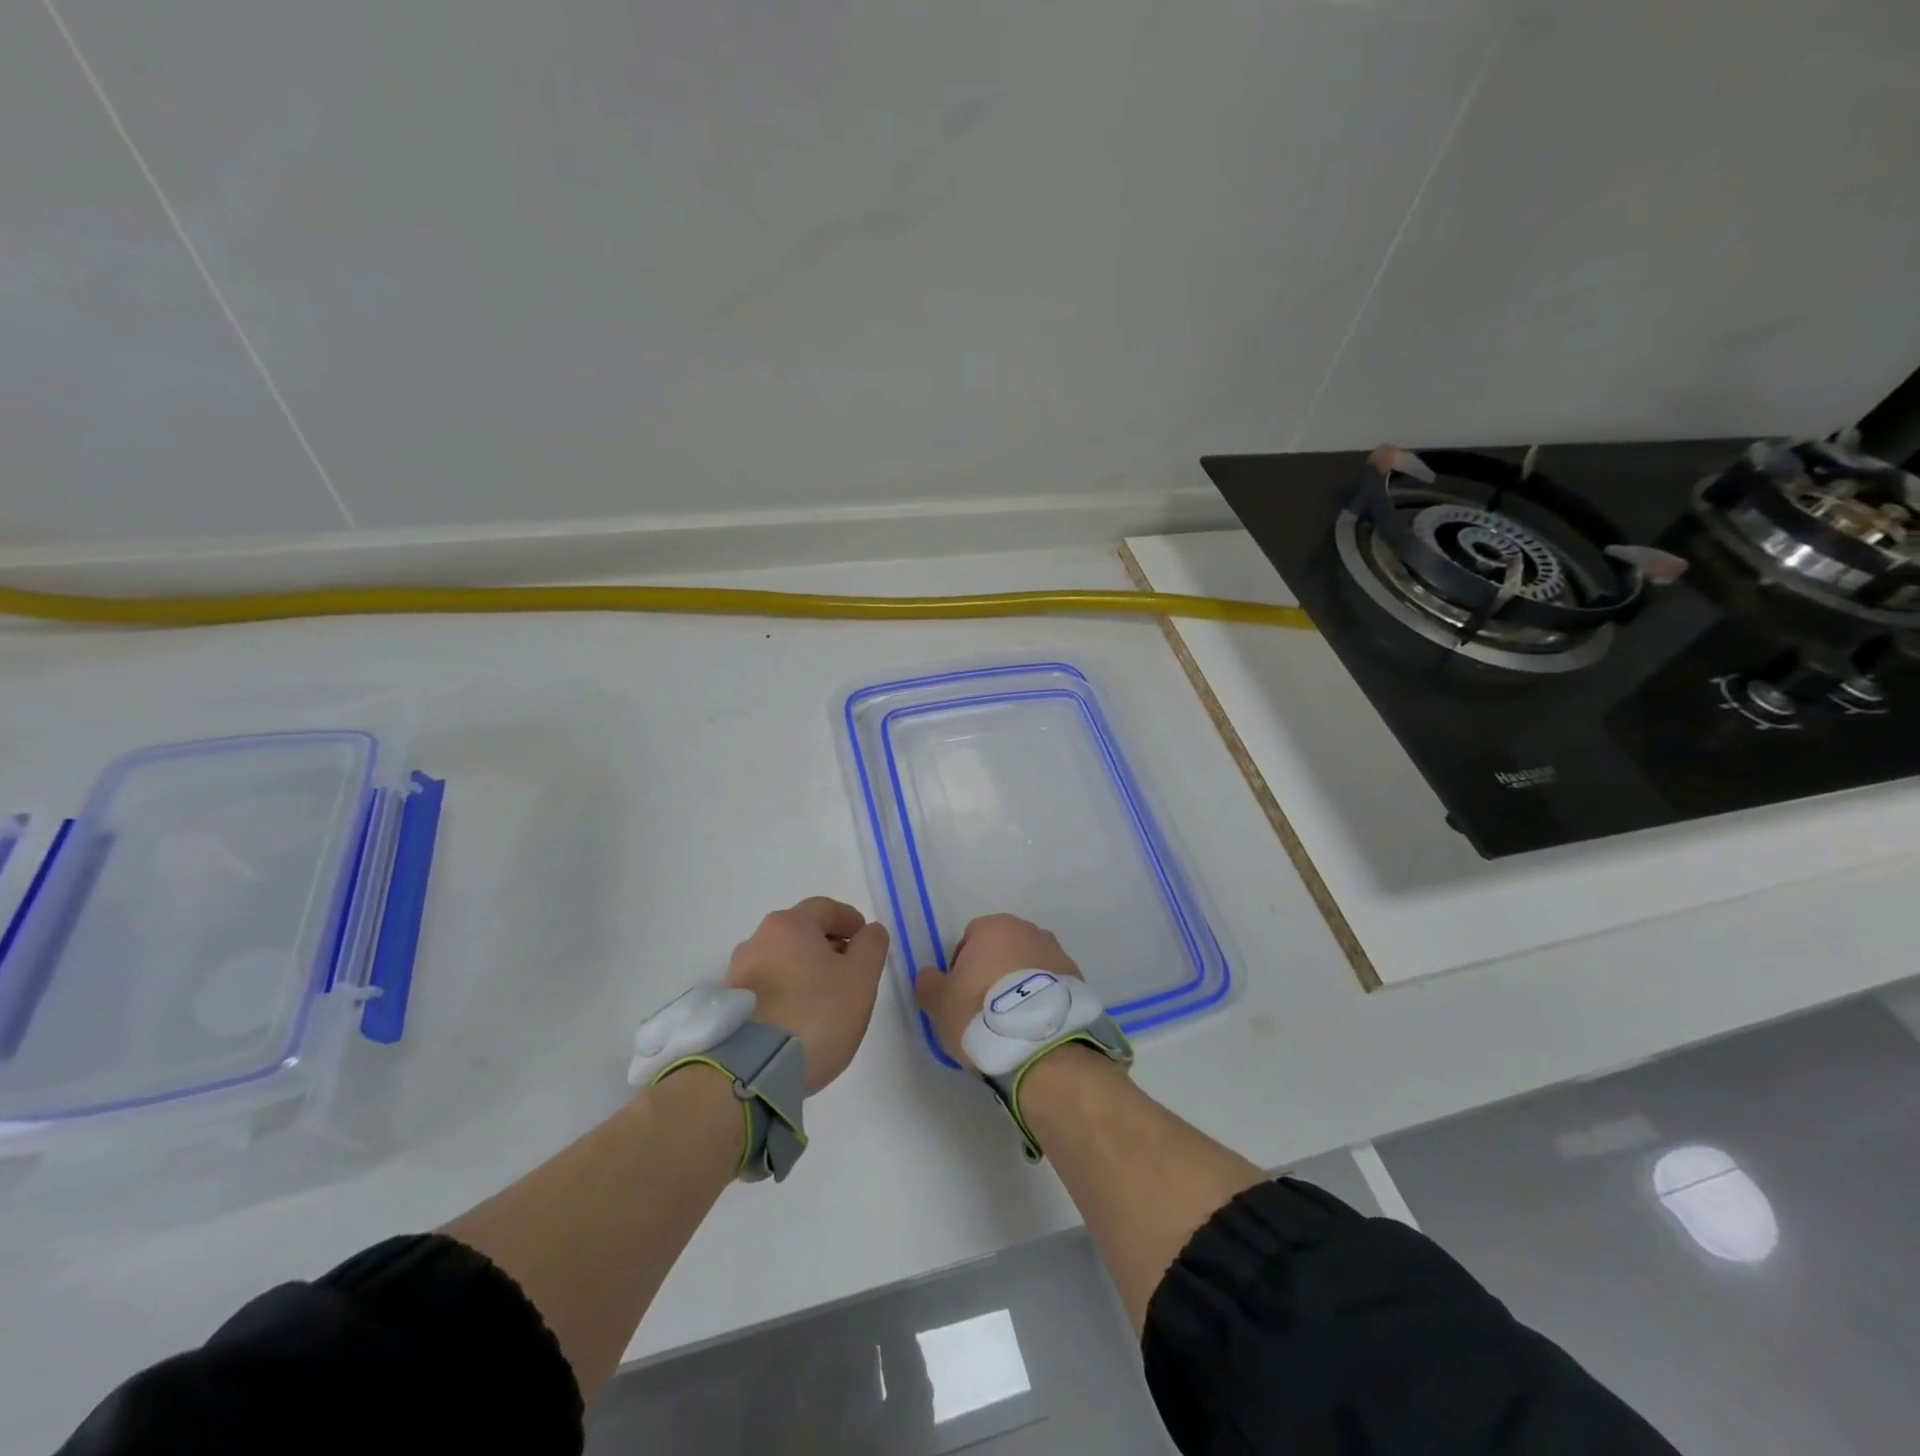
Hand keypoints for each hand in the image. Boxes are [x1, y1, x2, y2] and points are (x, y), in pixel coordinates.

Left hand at [722, 897, 888, 1093]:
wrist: (748, 1071)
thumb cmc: (814, 1014)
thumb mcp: (860, 979)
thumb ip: (871, 947)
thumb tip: (869, 931)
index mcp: (790, 925)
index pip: (825, 908)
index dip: (849, 919)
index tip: (863, 938)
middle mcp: (757, 940)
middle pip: (800, 933)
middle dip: (826, 945)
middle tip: (848, 970)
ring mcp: (737, 974)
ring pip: (780, 960)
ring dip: (803, 971)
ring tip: (823, 999)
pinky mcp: (727, 1007)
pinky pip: (765, 988)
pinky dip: (785, 993)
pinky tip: (797, 1019)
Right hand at [914, 913, 1083, 1070]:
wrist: (1041, 1043)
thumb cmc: (981, 1012)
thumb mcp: (939, 1002)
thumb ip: (929, 984)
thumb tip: (929, 977)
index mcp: (994, 927)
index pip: (969, 940)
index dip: (961, 969)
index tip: (960, 997)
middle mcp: (1028, 931)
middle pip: (1001, 951)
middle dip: (992, 974)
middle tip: (984, 1011)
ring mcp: (1057, 953)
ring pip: (1027, 967)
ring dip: (1019, 987)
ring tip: (1012, 1024)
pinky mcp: (1078, 979)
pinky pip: (1049, 986)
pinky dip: (1040, 1000)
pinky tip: (1033, 1027)